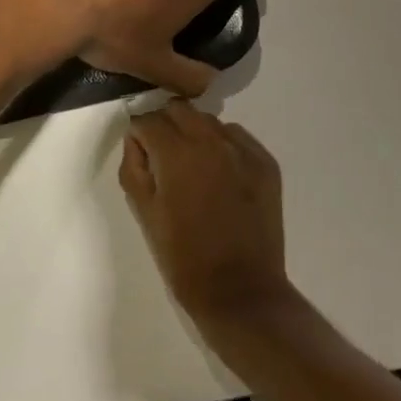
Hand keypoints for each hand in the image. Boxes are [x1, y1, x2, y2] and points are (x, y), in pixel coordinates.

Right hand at [121, 102, 291, 328]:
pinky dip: (223, 145)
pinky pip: (237, 137)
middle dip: (165, 124)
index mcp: (176, 153)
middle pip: (179, 109)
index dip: (139, 133)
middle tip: (162, 155)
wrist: (240, 291)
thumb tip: (137, 140)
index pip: (148, 119)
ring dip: (194, 133)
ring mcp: (243, 149)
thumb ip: (134, 167)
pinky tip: (220, 175)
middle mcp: (211, 140)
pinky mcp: (266, 162)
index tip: (140, 152)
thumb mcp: (144, 213)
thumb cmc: (183, 257)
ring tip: (193, 167)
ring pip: (209, 121)